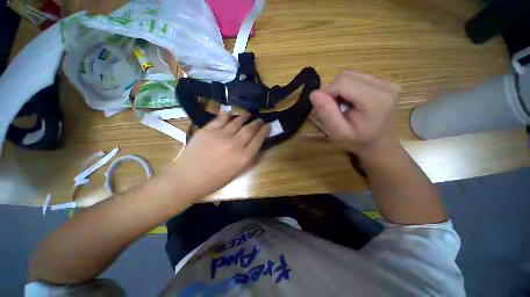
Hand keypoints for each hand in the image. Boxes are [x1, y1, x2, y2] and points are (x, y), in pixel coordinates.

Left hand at [167, 112, 270, 198]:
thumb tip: (255, 145)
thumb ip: (247, 158)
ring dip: (244, 117)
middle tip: (259, 119)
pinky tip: (230, 112)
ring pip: (237, 122)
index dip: (264, 131)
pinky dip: (227, 114)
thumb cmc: (214, 180)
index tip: (268, 125)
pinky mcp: (207, 130)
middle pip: (249, 129)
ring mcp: (220, 135)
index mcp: (243, 158)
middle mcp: (235, 144)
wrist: (187, 179)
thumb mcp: (236, 172)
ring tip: (248, 114)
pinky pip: (220, 119)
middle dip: (257, 123)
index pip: (258, 140)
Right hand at [310, 71, 401, 158]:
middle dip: (333, 91)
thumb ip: (326, 112)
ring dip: (340, 89)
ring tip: (342, 106)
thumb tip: (314, 93)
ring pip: (351, 76)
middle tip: (333, 108)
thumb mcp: (338, 132)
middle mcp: (385, 86)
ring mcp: (387, 82)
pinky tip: (351, 102)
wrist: (379, 144)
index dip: (327, 92)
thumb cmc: (357, 141)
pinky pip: (358, 78)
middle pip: (347, 76)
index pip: (342, 82)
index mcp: (375, 99)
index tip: (323, 107)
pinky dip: (348, 88)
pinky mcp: (385, 83)